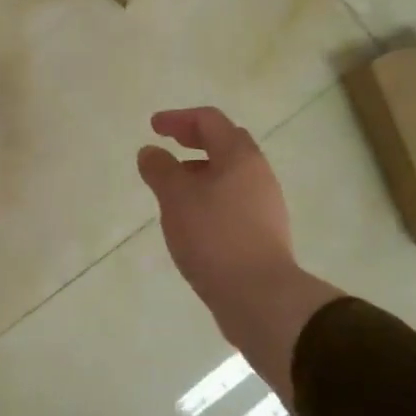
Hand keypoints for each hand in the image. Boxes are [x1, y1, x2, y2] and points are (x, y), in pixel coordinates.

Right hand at [138, 108, 341, 401]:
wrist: (260, 297)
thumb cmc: (215, 237)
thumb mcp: (176, 199)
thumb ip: (160, 170)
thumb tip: (150, 152)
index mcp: (240, 157)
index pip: (209, 121)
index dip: (178, 119)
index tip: (153, 127)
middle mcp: (258, 174)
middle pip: (227, 143)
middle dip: (195, 141)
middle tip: (169, 146)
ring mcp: (265, 204)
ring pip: (231, 175)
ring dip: (202, 171)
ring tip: (174, 188)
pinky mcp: (263, 232)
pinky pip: (234, 201)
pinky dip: (211, 197)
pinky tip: (193, 219)